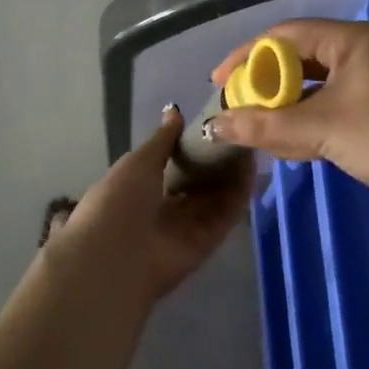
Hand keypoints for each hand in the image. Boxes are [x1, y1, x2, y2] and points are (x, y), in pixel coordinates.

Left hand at [48, 107, 252, 306]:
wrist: (116, 256)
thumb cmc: (119, 201)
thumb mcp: (138, 161)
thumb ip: (162, 139)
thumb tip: (174, 112)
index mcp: (139, 190)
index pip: (171, 167)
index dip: (191, 148)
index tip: (212, 126)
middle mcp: (163, 211)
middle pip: (197, 184)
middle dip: (215, 161)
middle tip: (239, 132)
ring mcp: (186, 228)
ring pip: (215, 198)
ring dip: (232, 173)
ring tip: (251, 142)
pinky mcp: (207, 243)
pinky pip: (225, 215)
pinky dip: (239, 193)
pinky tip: (252, 166)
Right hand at [209, 19, 368, 221]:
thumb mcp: (321, 128)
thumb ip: (265, 125)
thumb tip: (214, 126)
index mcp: (352, 40)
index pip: (286, 35)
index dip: (247, 56)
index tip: (218, 82)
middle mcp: (363, 53)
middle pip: (300, 60)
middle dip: (266, 86)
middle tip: (237, 108)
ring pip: (316, 88)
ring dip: (286, 108)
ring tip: (256, 130)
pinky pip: (332, 108)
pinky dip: (308, 123)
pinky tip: (288, 144)